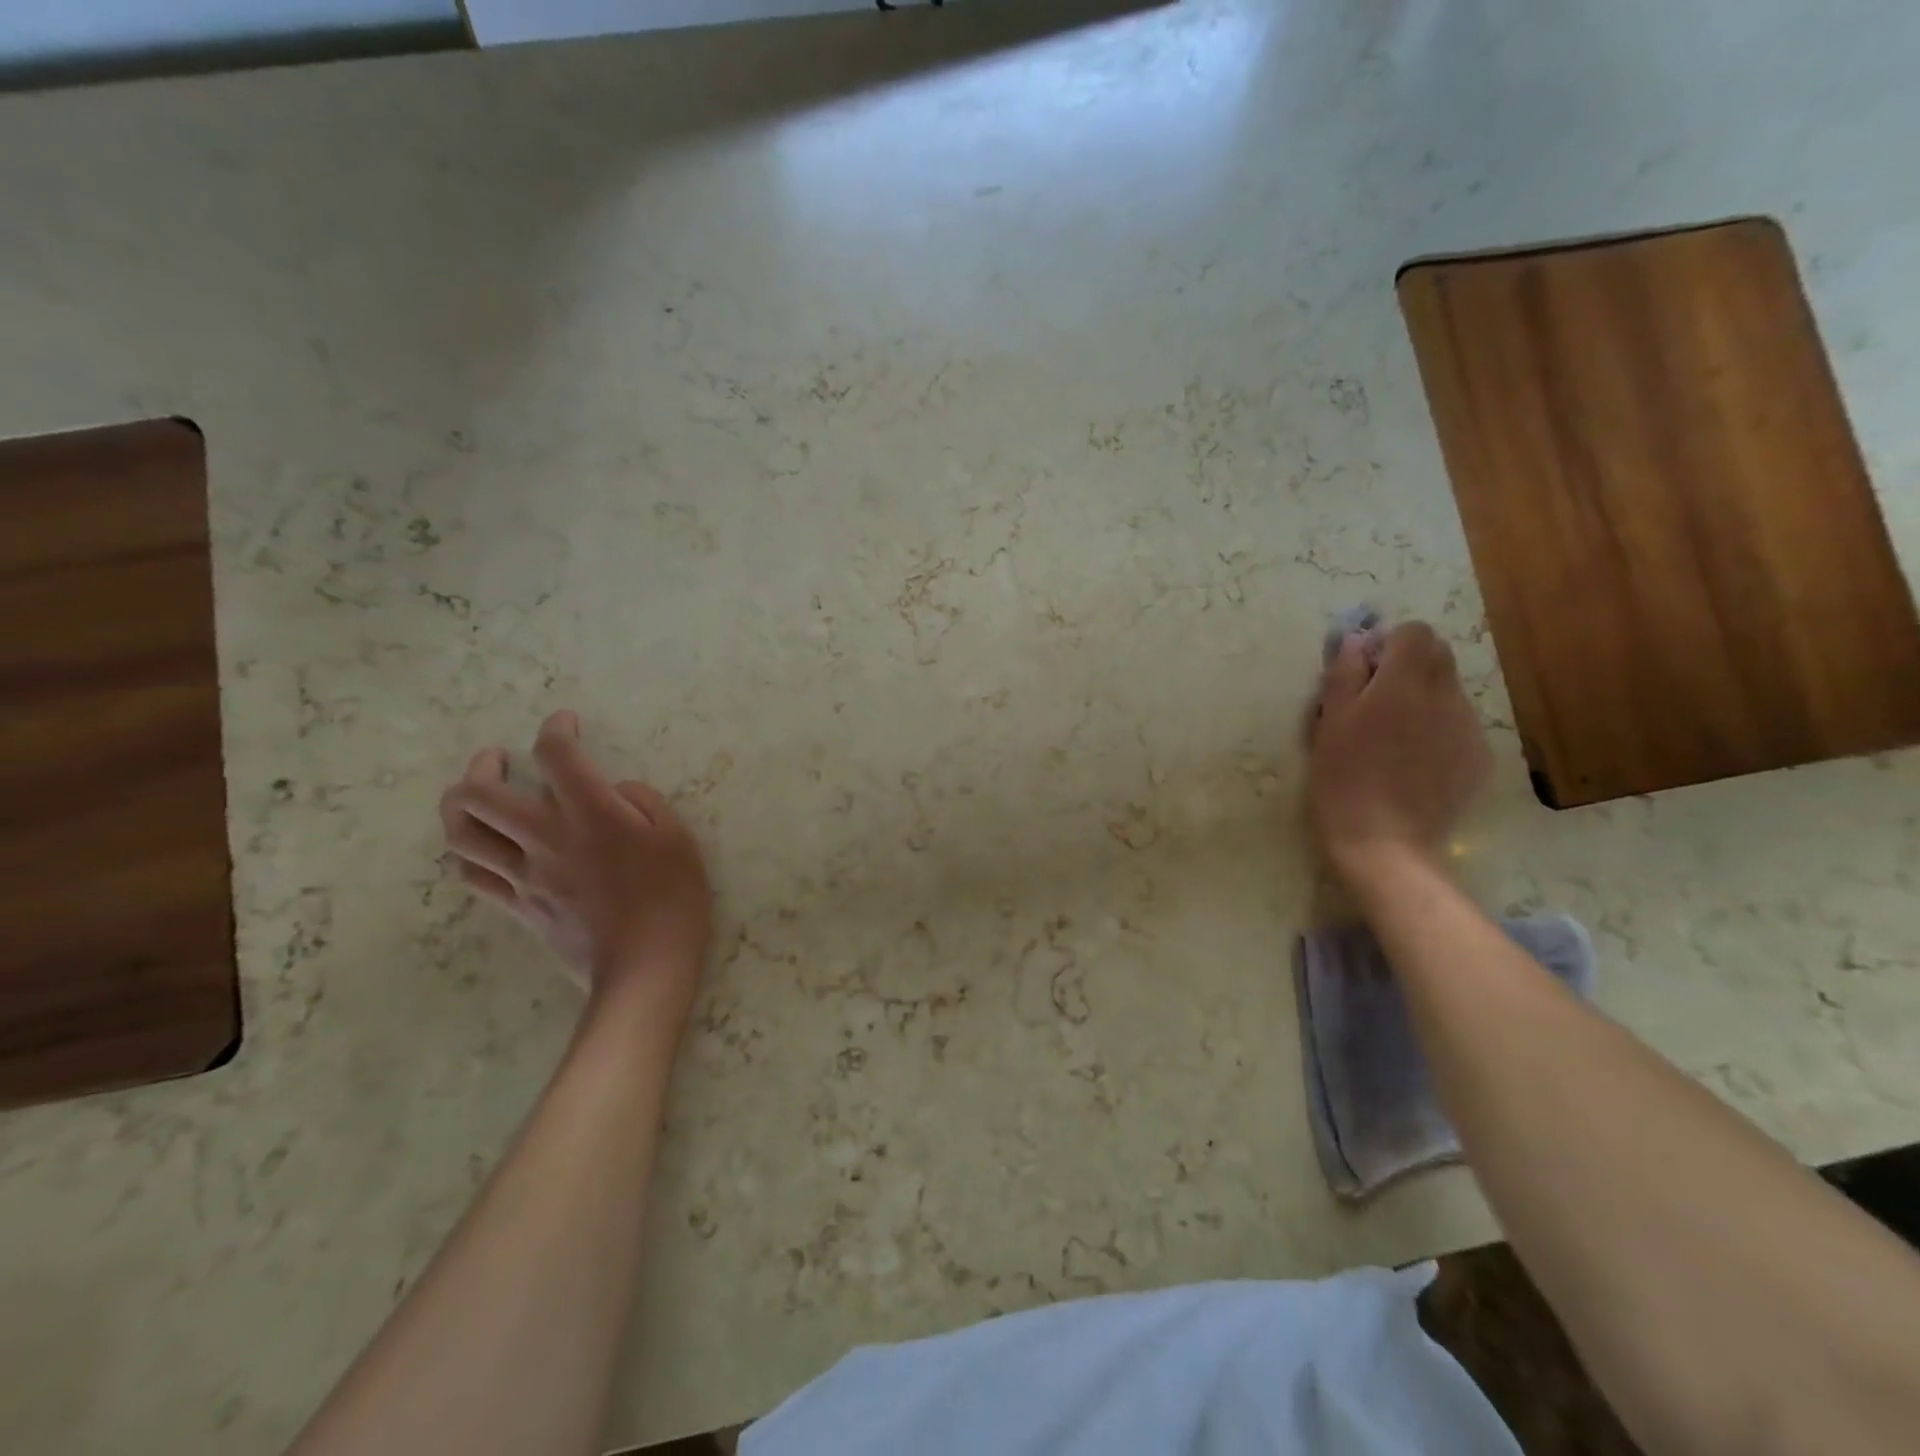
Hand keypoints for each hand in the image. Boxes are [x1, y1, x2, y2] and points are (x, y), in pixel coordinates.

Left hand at [439, 711, 712, 1026]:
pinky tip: (483, 843)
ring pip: (462, 833)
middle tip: (500, 759)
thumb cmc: (674, 898)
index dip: (556, 729)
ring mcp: (525, 874)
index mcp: (592, 814)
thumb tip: (615, 791)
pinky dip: (468, 850)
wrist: (646, 966)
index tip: (566, 723)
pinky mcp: (518, 905)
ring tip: (475, 794)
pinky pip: (473, 873)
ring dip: (460, 805)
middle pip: (480, 792)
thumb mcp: (679, 838)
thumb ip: (644, 801)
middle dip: (484, 764)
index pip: (557, 755)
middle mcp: (547, 837)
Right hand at [1308, 621, 1491, 879]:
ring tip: (1394, 736)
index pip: (1413, 633)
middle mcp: (1444, 696)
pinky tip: (1414, 762)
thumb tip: (1356, 640)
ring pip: (1449, 690)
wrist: (1384, 842)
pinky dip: (1438, 729)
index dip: (1388, 644)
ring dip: (1424, 697)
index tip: (1365, 670)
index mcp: (1402, 683)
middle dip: (1409, 665)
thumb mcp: (1328, 723)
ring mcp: (1468, 727)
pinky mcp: (1478, 756)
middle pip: (1438, 655)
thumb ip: (1343, 674)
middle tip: (1376, 699)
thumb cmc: (1342, 779)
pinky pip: (1459, 724)